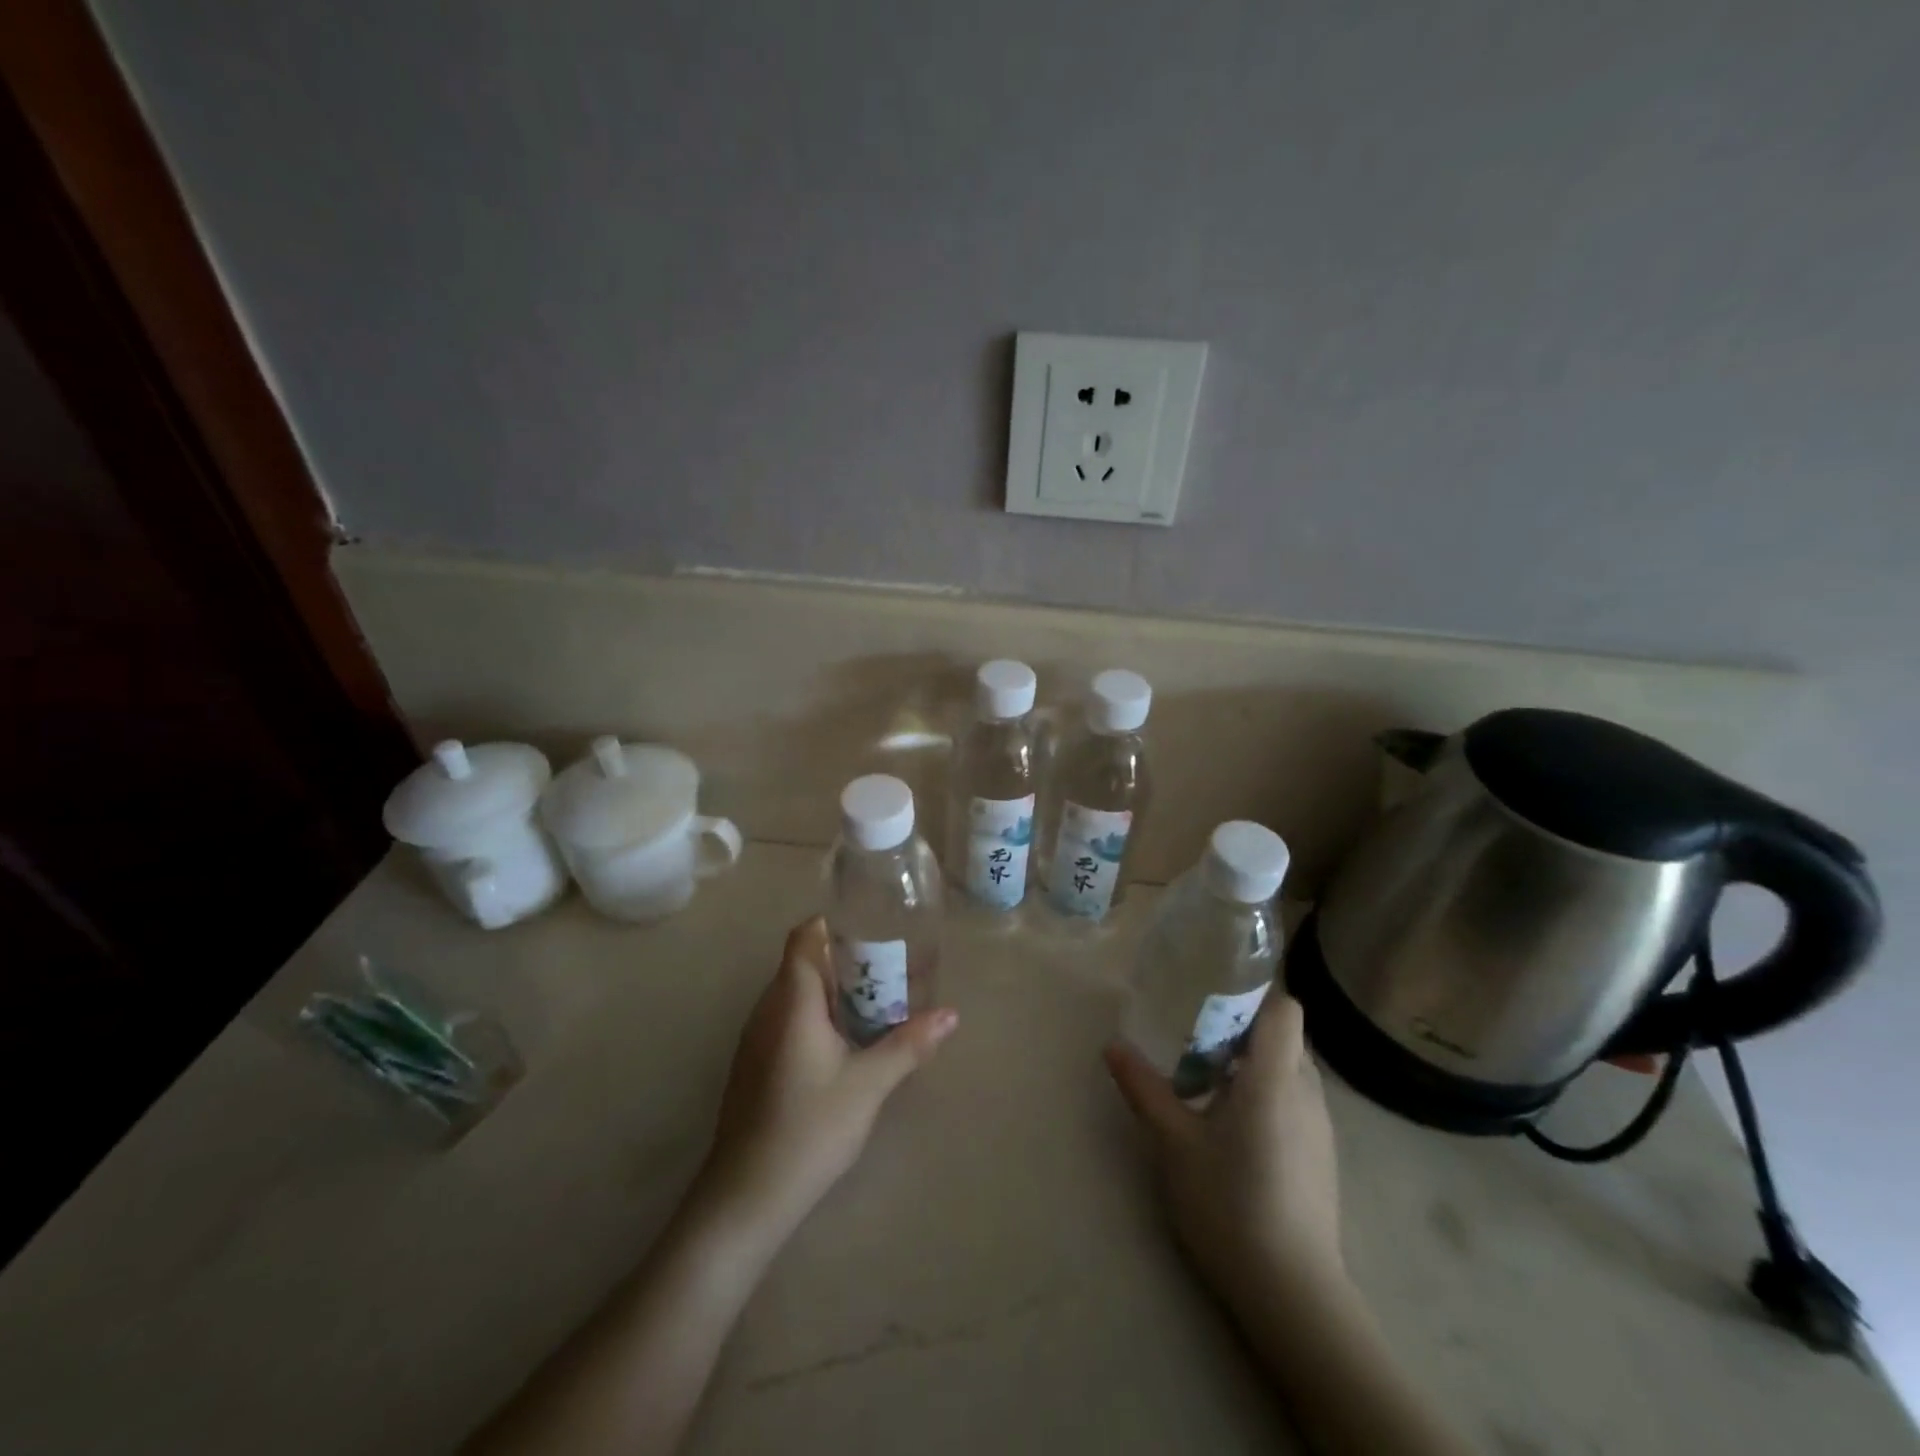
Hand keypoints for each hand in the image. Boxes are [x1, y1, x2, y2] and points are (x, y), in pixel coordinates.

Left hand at [696, 917, 957, 1241]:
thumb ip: (909, 1043)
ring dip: (834, 993)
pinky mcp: (755, 1064)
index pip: (805, 936)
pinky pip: (788, 1020)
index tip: (872, 932)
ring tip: (878, 1006)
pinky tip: (846, 1046)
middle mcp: (768, 1008)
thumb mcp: (869, 1083)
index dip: (834, 925)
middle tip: (891, 972)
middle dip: (847, 961)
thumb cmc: (810, 1127)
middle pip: (804, 963)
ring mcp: (757, 1037)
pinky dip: (818, 1017)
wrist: (747, 1195)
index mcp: (793, 999)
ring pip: (796, 994)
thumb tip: (951, 1014)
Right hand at [1105, 994, 1342, 1301]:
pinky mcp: (1321, 1156)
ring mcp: (1321, 1127)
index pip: (1285, 1007)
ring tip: (1207, 1081)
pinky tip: (1231, 1126)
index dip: (1257, 990)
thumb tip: (1112, 1045)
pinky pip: (1295, 1100)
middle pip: (1284, 1035)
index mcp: (1275, 1078)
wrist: (1293, 1294)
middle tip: (1195, 1038)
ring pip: (1290, 1069)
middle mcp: (1307, 1092)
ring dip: (1252, 1063)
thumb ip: (1144, 1088)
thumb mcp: (1173, 1143)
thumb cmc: (1229, 1204)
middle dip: (1242, 1028)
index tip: (1216, 990)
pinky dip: (1265, 1093)